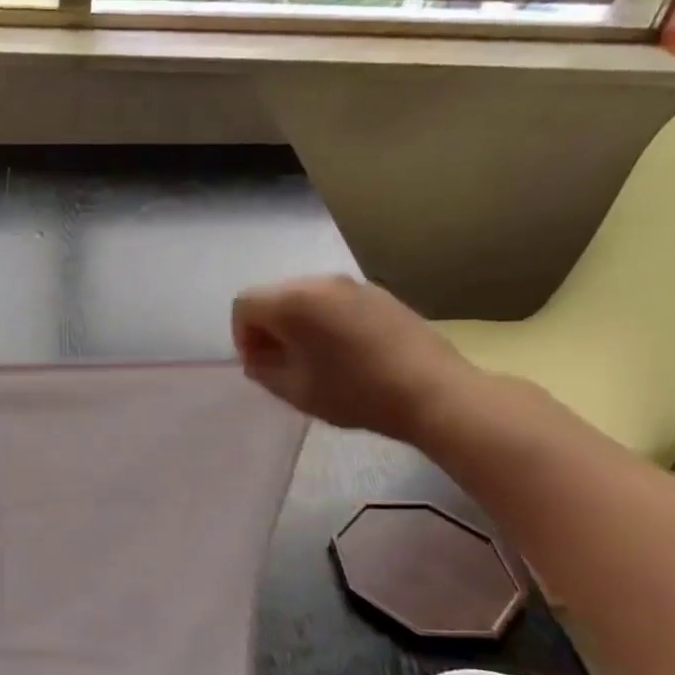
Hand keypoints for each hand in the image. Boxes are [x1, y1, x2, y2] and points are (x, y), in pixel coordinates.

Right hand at [231, 276, 482, 443]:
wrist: (432, 392)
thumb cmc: (354, 392)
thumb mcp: (294, 390)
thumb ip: (262, 369)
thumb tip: (258, 357)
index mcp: (293, 302)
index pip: (244, 305)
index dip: (241, 336)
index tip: (259, 364)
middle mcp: (320, 282)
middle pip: (274, 296)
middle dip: (268, 327)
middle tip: (281, 362)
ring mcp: (354, 285)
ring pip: (306, 297)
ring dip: (298, 323)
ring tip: (314, 358)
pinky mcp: (380, 294)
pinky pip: (336, 301)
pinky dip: (326, 320)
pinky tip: (345, 352)